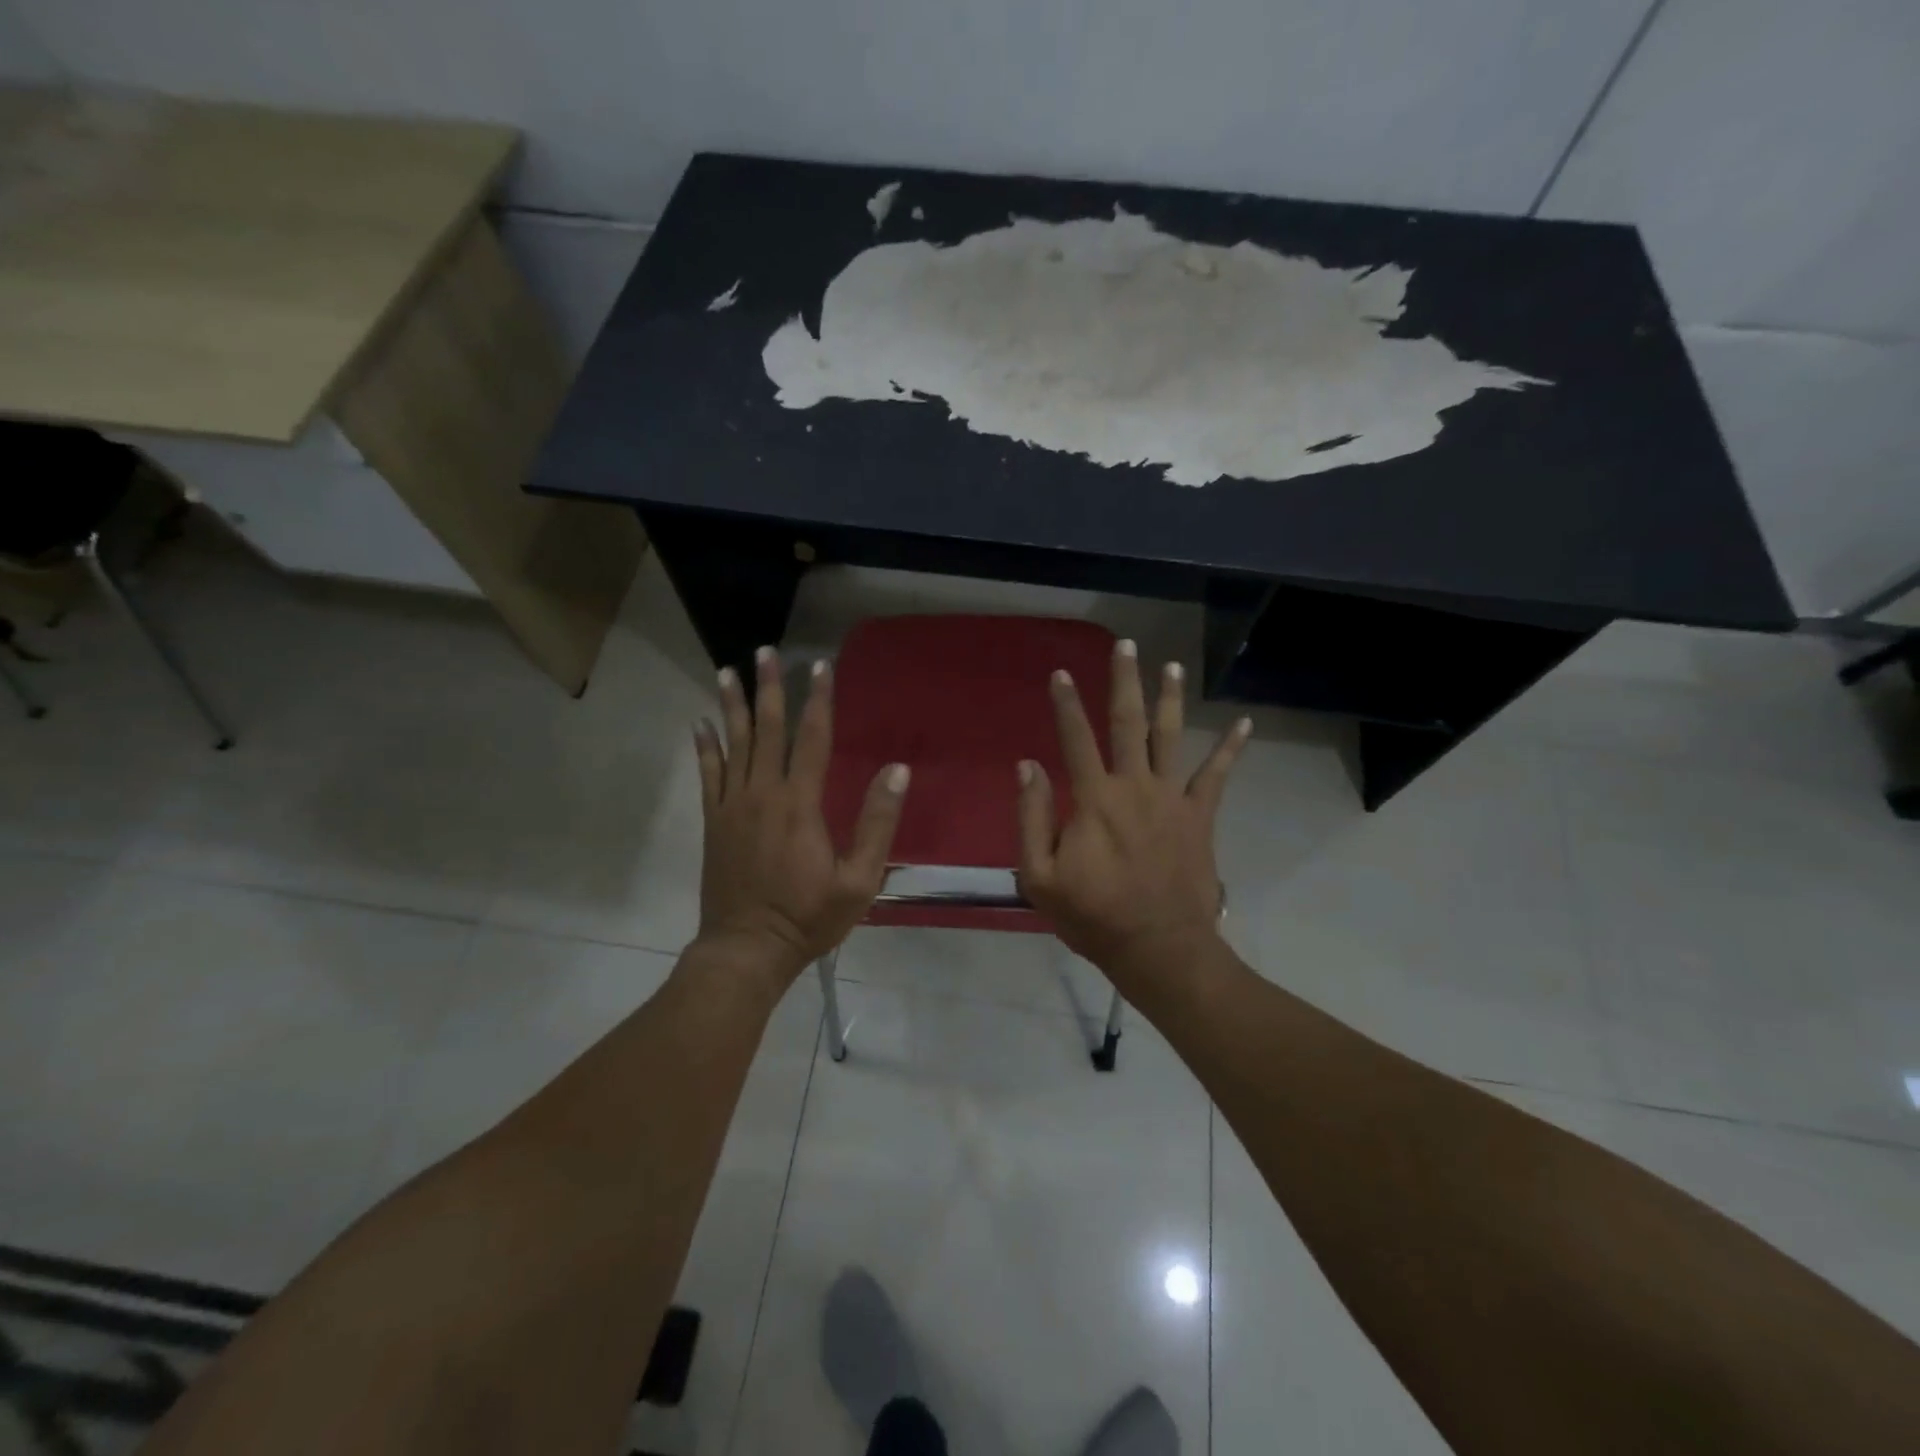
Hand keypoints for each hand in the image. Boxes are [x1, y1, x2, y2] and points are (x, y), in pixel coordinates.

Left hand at [692, 647, 909, 986]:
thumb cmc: (809, 917)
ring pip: (733, 745)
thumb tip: (896, 771)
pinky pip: (708, 775)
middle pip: (767, 730)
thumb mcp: (859, 879)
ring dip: (732, 706)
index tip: (820, 667)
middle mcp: (762, 794)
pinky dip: (705, 747)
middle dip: (768, 688)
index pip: (812, 739)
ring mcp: (732, 807)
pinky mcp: (714, 823)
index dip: (818, 700)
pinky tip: (700, 723)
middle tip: (765, 651)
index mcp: (800, 804)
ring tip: (728, 670)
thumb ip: (877, 823)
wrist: (747, 949)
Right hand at [1016, 639, 1249, 995]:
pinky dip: (1231, 748)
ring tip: (1172, 666)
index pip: (1075, 738)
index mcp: (1094, 799)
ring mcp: (1172, 799)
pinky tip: (1245, 723)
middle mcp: (1134, 786)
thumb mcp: (1040, 876)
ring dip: (1170, 699)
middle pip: (1128, 723)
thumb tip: (1028, 766)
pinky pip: (1217, 776)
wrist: (1158, 948)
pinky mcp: (1199, 817)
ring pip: (1170, 737)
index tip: (1060, 673)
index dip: (1066, 704)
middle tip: (1126, 645)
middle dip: (1124, 681)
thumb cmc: (1093, 916)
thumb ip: (1032, 818)